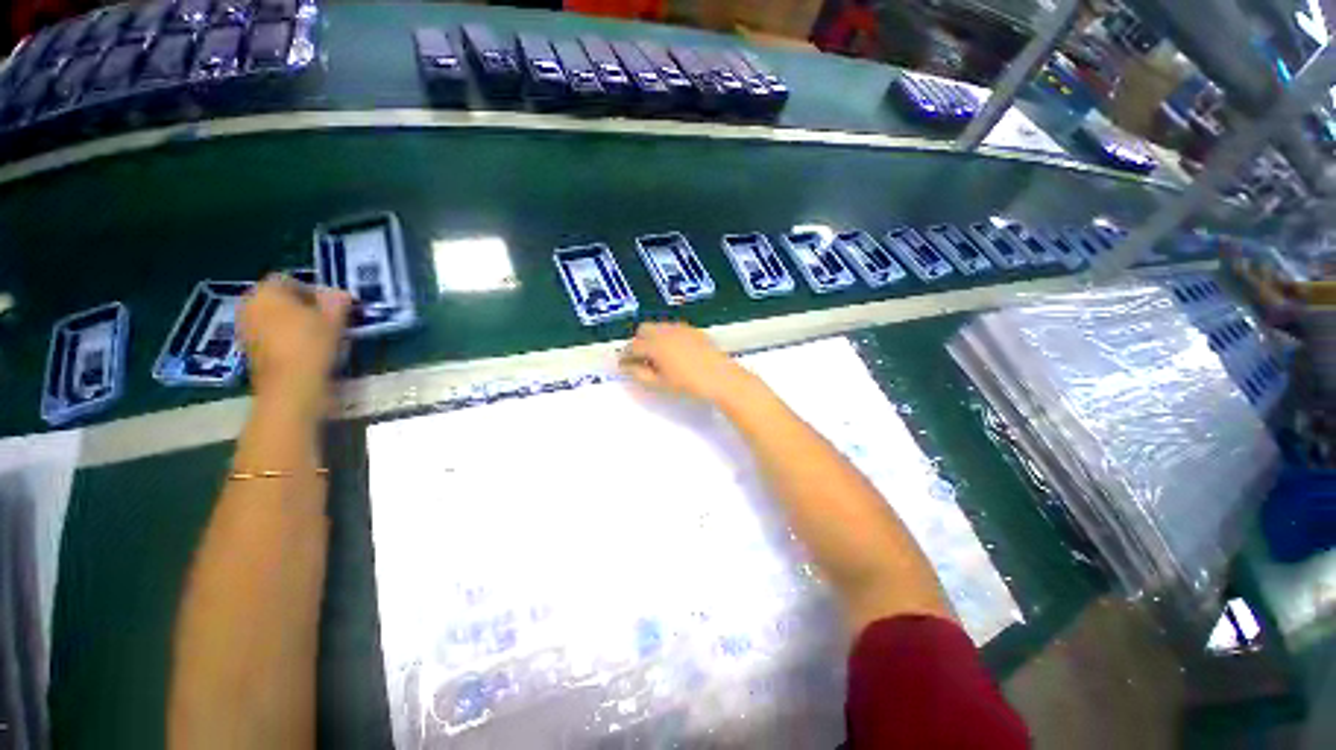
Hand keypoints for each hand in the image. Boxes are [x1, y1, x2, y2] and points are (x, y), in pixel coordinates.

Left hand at [238, 275, 350, 421]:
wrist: (291, 387)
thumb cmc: (311, 345)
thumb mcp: (334, 319)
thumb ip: (336, 301)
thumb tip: (339, 294)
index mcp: (265, 291)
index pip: (289, 280)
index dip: (314, 290)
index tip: (333, 306)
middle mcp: (249, 305)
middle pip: (279, 299)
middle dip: (302, 307)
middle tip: (327, 320)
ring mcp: (246, 329)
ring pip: (274, 318)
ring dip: (294, 323)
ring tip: (319, 336)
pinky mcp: (250, 350)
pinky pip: (271, 335)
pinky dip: (287, 338)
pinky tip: (306, 350)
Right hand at [619, 322, 756, 405]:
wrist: (721, 378)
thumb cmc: (688, 384)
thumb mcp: (660, 383)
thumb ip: (639, 373)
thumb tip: (627, 366)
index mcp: (655, 345)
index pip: (632, 346)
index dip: (625, 356)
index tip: (623, 365)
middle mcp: (665, 331)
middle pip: (643, 330)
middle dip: (638, 342)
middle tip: (640, 360)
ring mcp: (681, 328)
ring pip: (658, 327)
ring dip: (652, 338)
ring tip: (658, 357)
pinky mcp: (693, 330)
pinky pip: (673, 329)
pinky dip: (667, 337)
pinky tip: (674, 353)